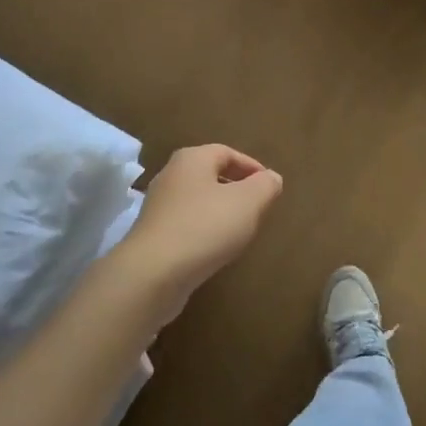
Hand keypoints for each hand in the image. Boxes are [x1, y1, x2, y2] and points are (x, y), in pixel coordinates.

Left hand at [118, 144, 282, 311]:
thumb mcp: (248, 202)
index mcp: (191, 159)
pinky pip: (186, 223)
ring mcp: (158, 206)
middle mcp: (170, 176)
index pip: (227, 152)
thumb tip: (271, 178)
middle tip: (258, 206)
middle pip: (210, 174)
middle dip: (236, 188)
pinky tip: (215, 247)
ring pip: (197, 200)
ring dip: (220, 210)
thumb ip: (265, 186)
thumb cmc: (205, 227)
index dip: (252, 166)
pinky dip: (204, 229)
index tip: (270, 186)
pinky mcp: (153, 234)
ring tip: (240, 229)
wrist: (153, 273)